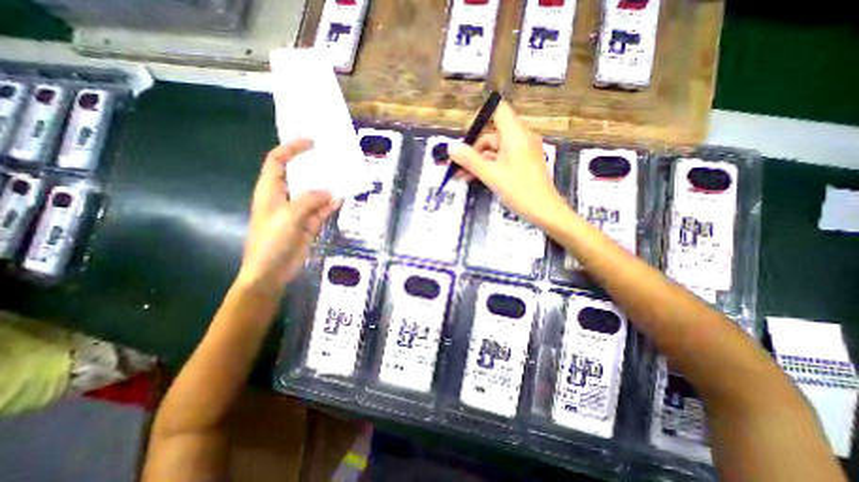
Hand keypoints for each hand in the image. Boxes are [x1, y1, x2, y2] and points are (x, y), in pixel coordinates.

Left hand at [237, 140, 342, 293]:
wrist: (272, 271)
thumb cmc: (271, 241)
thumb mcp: (289, 216)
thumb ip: (309, 200)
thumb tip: (330, 192)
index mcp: (271, 190)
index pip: (278, 161)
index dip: (291, 148)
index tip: (311, 142)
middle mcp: (285, 197)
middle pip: (300, 175)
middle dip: (314, 166)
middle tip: (333, 158)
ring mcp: (299, 211)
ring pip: (315, 193)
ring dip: (328, 186)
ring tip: (344, 176)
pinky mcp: (309, 223)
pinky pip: (323, 209)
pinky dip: (332, 204)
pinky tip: (343, 198)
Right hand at [446, 101, 568, 227]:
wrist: (545, 212)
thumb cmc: (520, 191)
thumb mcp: (491, 176)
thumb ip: (470, 160)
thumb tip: (451, 147)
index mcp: (516, 134)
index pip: (498, 110)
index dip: (479, 118)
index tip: (464, 137)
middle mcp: (520, 138)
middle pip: (491, 134)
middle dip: (472, 149)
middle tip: (456, 164)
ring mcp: (521, 152)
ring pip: (494, 150)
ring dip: (476, 161)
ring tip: (460, 176)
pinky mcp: (521, 164)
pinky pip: (500, 160)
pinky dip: (487, 167)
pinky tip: (472, 178)